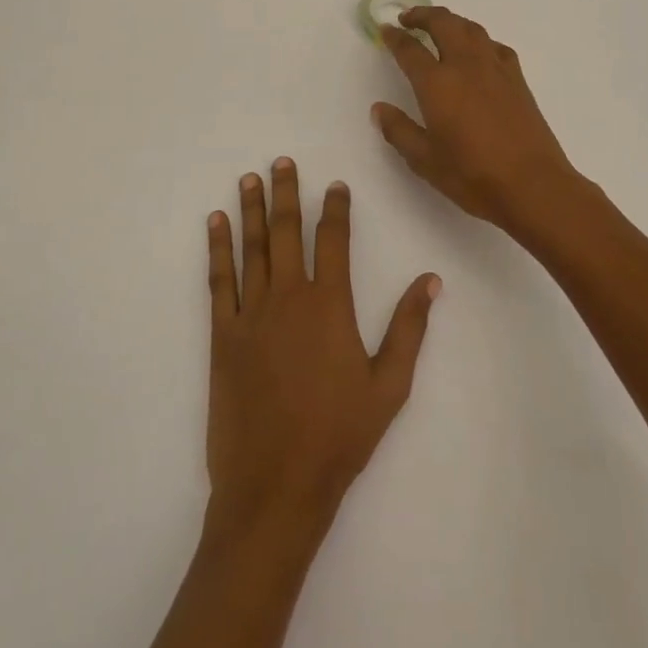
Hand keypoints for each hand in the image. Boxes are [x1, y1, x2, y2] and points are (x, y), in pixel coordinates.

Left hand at [205, 158, 439, 533]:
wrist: (276, 486)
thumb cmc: (339, 436)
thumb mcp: (390, 386)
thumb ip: (410, 328)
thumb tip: (431, 280)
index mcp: (330, 305)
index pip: (334, 240)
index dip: (335, 209)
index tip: (336, 185)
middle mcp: (289, 297)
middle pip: (286, 231)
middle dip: (286, 193)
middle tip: (282, 161)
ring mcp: (252, 314)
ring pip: (252, 247)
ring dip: (251, 209)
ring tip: (250, 177)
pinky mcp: (223, 336)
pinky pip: (219, 281)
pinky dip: (217, 248)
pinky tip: (216, 224)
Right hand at [372, 6, 583, 233]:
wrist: (533, 185)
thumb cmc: (473, 175)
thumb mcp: (425, 160)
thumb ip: (399, 130)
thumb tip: (380, 109)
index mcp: (437, 83)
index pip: (410, 50)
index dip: (395, 37)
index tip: (385, 30)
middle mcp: (466, 65)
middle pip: (443, 23)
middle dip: (423, 15)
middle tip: (408, 18)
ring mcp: (495, 69)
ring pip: (471, 28)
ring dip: (451, 21)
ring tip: (439, 27)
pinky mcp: (517, 79)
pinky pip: (494, 46)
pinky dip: (479, 40)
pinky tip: (477, 52)